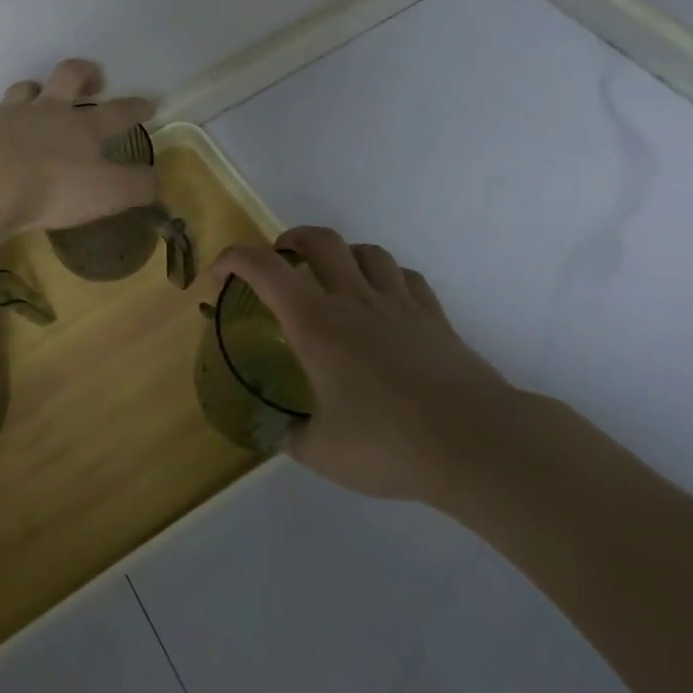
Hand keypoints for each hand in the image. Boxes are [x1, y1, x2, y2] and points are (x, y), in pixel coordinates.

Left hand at [0, 59, 157, 238]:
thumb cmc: (52, 187)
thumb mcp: (106, 193)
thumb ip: (135, 187)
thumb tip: (156, 180)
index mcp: (84, 127)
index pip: (118, 111)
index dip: (136, 107)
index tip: (147, 104)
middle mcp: (49, 111)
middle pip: (69, 77)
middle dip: (85, 73)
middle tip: (94, 78)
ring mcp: (10, 115)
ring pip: (27, 89)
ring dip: (37, 89)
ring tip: (40, 98)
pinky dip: (0, 122)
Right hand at [214, 227, 522, 508]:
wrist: (476, 443)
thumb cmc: (389, 443)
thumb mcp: (323, 453)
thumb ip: (294, 437)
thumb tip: (284, 433)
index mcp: (315, 322)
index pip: (261, 267)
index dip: (230, 261)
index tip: (216, 279)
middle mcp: (353, 299)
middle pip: (318, 239)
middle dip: (290, 240)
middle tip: (281, 265)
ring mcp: (398, 303)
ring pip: (366, 251)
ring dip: (342, 256)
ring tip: (335, 280)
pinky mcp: (434, 318)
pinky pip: (406, 278)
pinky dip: (387, 279)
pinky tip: (386, 303)